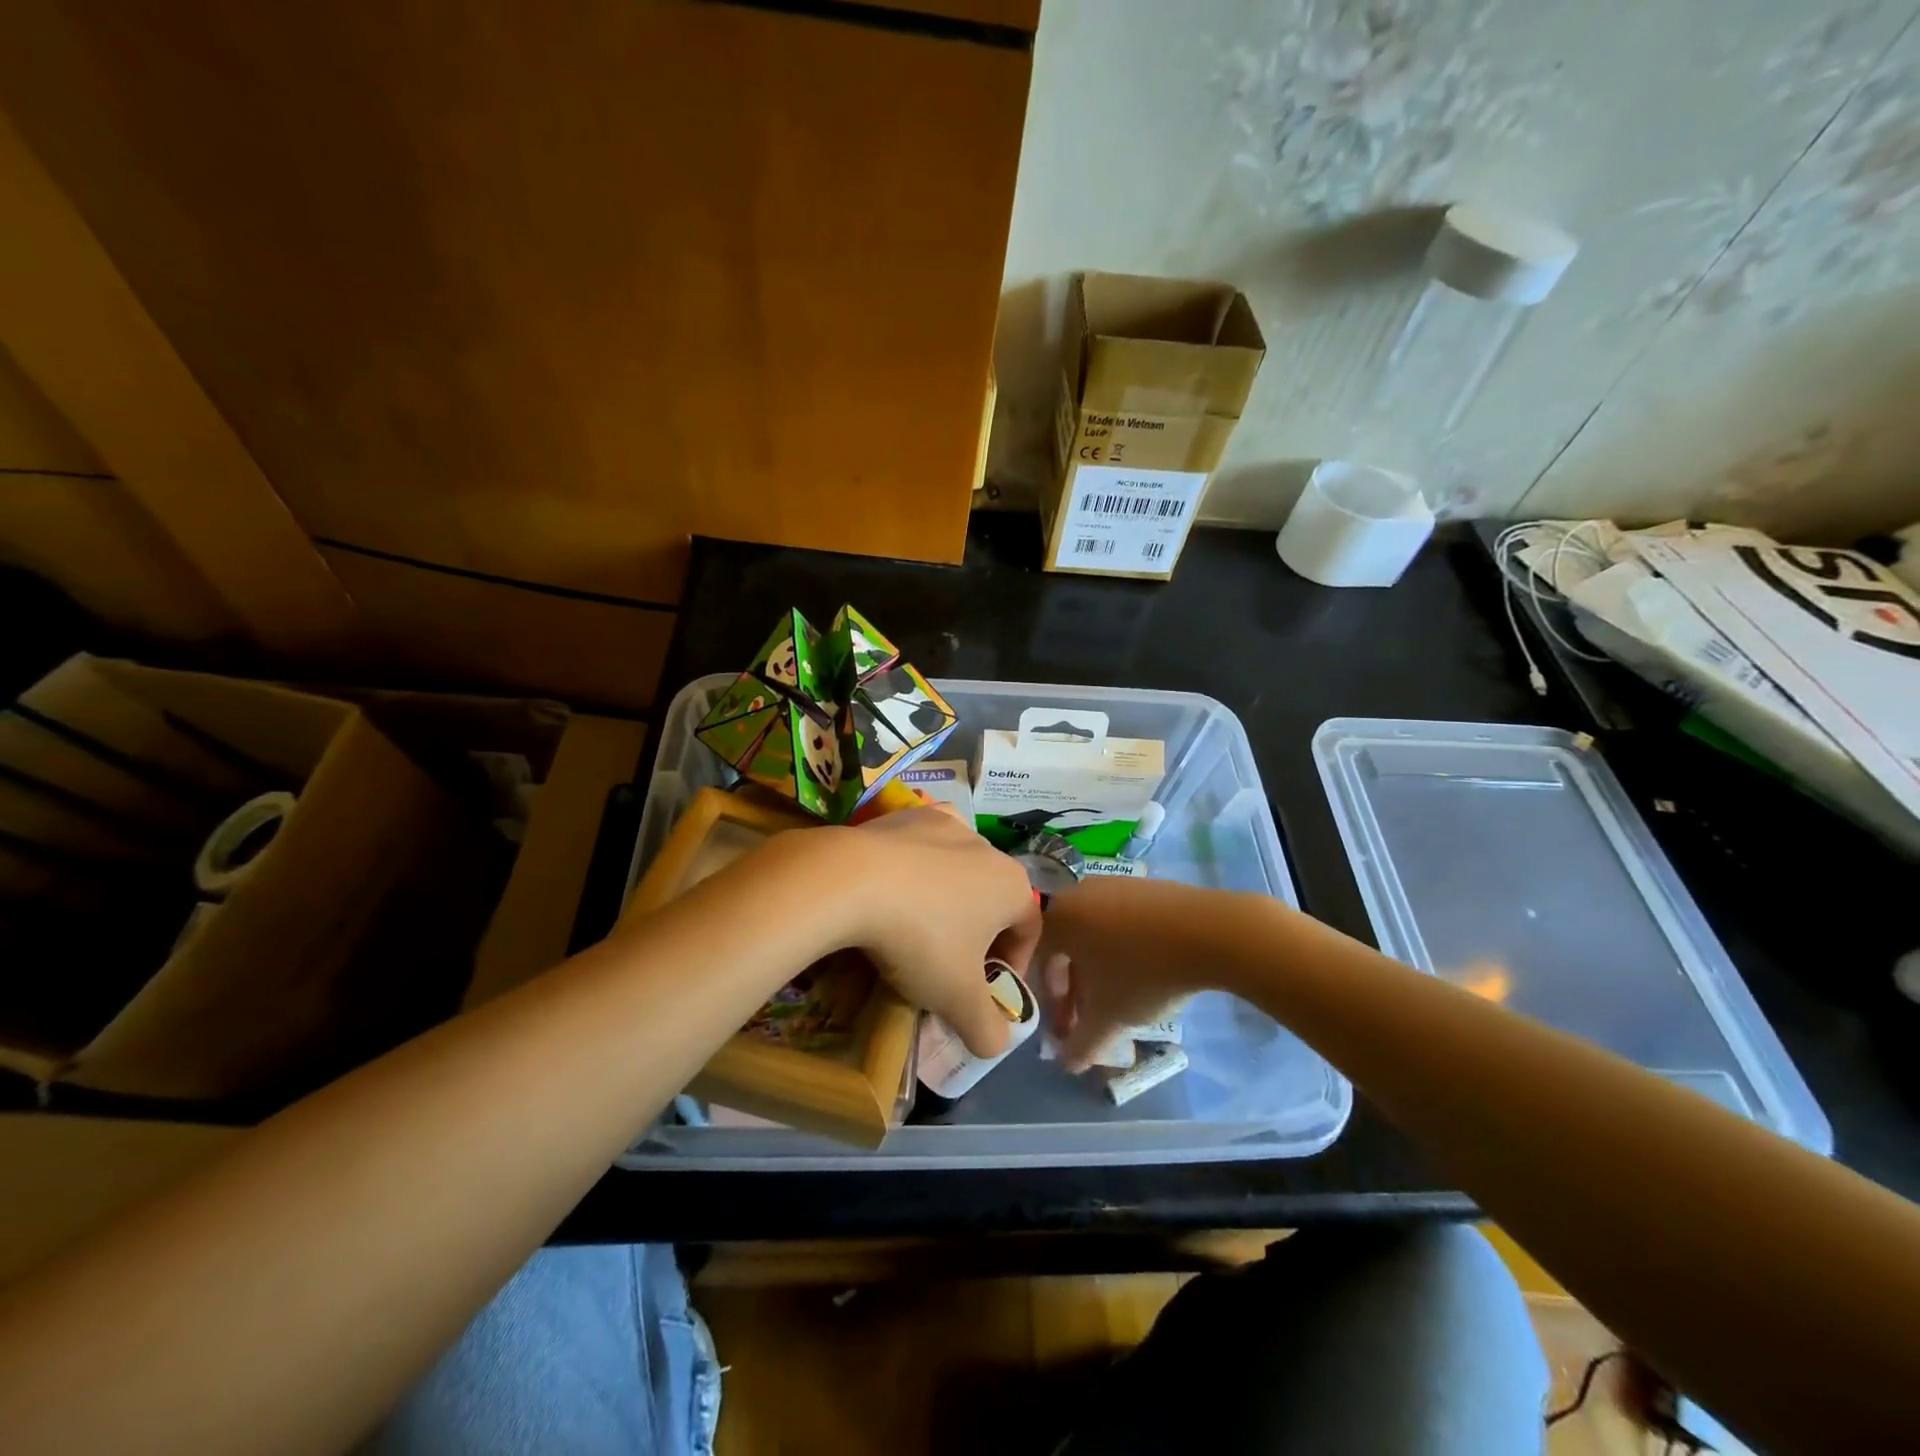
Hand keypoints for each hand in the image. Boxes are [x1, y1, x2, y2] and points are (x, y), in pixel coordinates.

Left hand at [833, 808, 1041, 1056]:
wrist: (851, 879)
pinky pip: (923, 847)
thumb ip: (987, 1029)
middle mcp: (989, 848)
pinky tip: (892, 890)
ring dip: (948, 900)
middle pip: (994, 899)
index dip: (1013, 965)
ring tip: (916, 929)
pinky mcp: (908, 813)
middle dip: (978, 935)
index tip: (985, 992)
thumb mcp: (956, 999)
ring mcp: (947, 824)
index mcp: (1013, 886)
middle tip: (949, 967)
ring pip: (959, 871)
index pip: (1029, 930)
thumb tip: (996, 1043)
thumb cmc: (920, 939)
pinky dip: (916, 869)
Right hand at [1037, 878, 1241, 1070]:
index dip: (1051, 1001)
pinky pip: (1118, 919)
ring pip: (1092, 933)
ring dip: (1098, 968)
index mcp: (1058, 918)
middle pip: (1065, 946)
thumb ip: (1082, 1044)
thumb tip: (1067, 1064)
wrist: (1211, 930)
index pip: (1038, 962)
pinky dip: (1121, 946)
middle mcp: (1077, 894)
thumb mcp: (1110, 1017)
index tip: (1069, 1028)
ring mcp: (1112, 884)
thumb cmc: (1145, 972)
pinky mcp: (1143, 885)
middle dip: (1075, 987)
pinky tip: (1146, 969)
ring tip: (1120, 997)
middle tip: (1091, 1017)